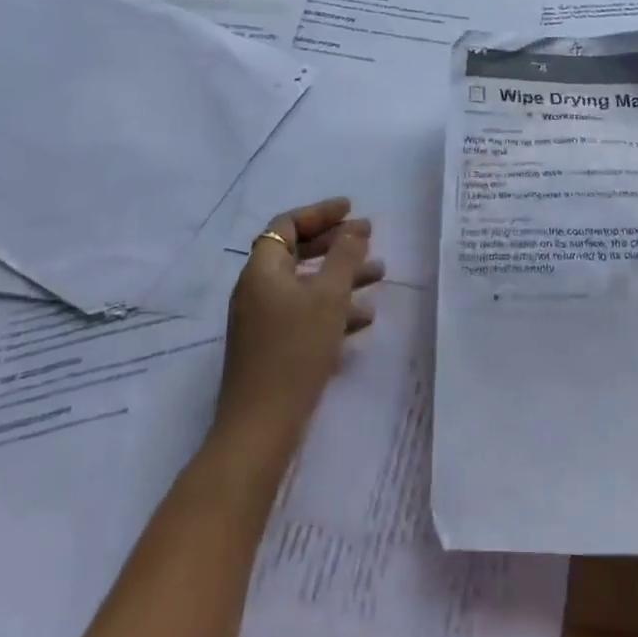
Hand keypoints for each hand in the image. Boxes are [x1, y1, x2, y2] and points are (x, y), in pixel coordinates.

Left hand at [216, 198, 381, 446]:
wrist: (261, 427)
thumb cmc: (295, 350)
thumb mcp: (328, 297)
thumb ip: (344, 256)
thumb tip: (355, 227)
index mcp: (262, 270)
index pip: (287, 225)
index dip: (320, 213)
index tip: (351, 209)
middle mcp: (258, 289)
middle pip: (297, 252)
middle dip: (335, 244)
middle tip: (368, 239)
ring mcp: (263, 321)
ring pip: (306, 285)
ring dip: (341, 276)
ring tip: (379, 274)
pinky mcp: (273, 347)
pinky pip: (305, 313)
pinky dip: (333, 308)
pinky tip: (364, 318)